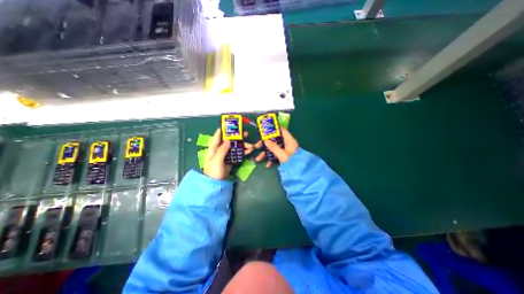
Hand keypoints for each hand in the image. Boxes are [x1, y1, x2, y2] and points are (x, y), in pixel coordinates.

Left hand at [203, 129, 254, 180]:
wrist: (216, 184)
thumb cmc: (214, 172)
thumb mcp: (217, 160)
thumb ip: (222, 150)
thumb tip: (228, 140)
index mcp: (213, 149)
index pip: (217, 136)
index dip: (223, 130)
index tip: (230, 125)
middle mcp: (220, 150)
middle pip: (229, 141)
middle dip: (237, 137)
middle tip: (246, 134)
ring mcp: (226, 155)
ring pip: (235, 147)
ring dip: (243, 145)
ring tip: (251, 146)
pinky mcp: (230, 160)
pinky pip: (237, 154)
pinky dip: (243, 152)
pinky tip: (249, 151)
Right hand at [255, 128, 298, 166]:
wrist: (298, 173)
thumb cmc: (292, 162)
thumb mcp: (282, 155)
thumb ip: (274, 147)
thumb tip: (265, 140)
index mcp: (289, 140)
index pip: (281, 130)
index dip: (273, 129)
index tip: (264, 131)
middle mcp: (287, 143)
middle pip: (274, 139)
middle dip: (265, 144)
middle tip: (257, 146)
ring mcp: (285, 150)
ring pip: (273, 148)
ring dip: (265, 153)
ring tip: (258, 159)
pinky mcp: (283, 156)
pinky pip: (275, 154)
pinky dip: (271, 159)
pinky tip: (267, 165)